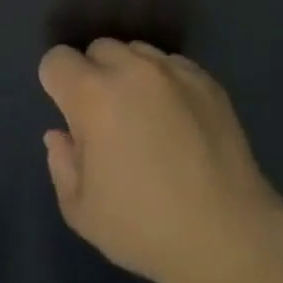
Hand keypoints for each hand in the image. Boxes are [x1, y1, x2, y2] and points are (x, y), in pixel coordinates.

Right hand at [39, 40, 282, 282]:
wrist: (226, 234)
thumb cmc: (144, 227)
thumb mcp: (81, 210)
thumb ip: (62, 163)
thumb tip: (60, 134)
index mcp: (94, 96)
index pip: (57, 60)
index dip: (56, 83)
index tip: (68, 113)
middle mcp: (133, 70)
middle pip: (99, 48)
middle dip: (94, 75)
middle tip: (106, 118)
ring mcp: (174, 71)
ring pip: (138, 52)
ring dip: (130, 74)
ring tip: (144, 116)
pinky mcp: (207, 80)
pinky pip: (173, 65)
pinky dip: (165, 82)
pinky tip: (177, 120)